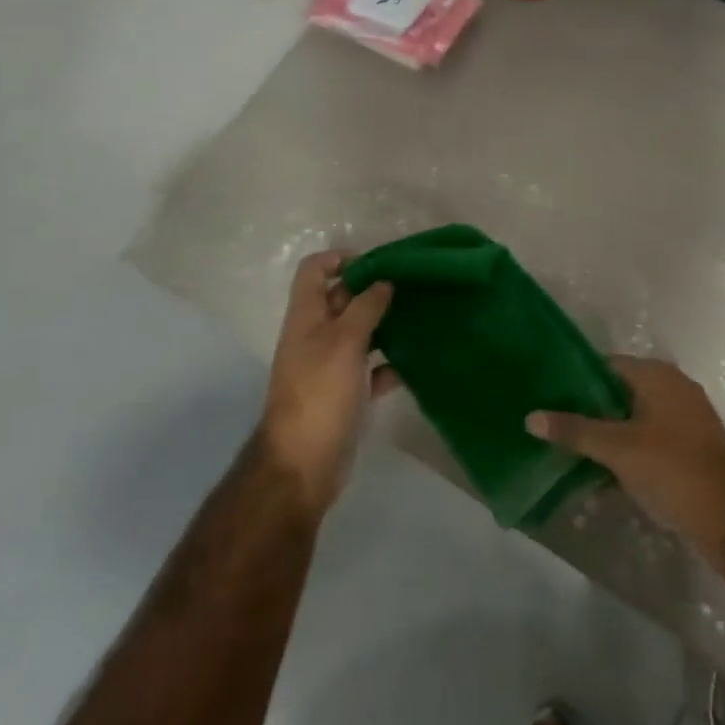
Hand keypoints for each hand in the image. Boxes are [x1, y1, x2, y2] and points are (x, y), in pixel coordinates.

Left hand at [259, 251, 396, 513]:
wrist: (303, 466)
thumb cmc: (319, 394)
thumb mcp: (344, 342)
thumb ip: (365, 307)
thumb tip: (384, 281)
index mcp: (307, 317)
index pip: (315, 270)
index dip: (340, 258)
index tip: (377, 262)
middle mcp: (316, 336)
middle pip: (342, 299)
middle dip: (372, 289)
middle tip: (411, 286)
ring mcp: (331, 366)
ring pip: (360, 333)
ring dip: (386, 324)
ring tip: (420, 316)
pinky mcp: (346, 393)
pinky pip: (371, 369)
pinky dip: (390, 364)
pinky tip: (415, 363)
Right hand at [527, 357, 724, 571]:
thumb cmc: (672, 470)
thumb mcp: (617, 449)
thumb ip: (574, 430)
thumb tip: (530, 416)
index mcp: (657, 375)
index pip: (605, 365)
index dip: (574, 379)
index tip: (545, 395)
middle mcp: (672, 388)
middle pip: (617, 393)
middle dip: (586, 411)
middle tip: (551, 425)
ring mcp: (683, 420)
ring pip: (631, 420)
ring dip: (604, 436)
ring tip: (567, 452)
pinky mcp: (688, 450)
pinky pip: (646, 442)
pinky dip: (624, 454)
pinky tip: (598, 477)